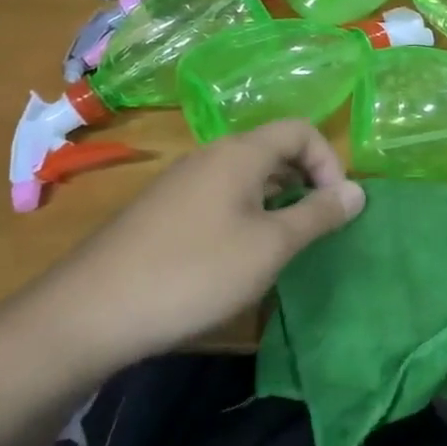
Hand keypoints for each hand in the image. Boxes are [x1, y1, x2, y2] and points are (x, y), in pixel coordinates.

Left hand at [22, 121, 364, 371]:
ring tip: (279, 245)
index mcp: (240, 153)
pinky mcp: (160, 212)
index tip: (335, 207)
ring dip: (275, 201)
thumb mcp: (270, 247)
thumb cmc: (194, 272)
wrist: (87, 314)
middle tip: (314, 227)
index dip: (329, 162)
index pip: (301, 130)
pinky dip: (244, 215)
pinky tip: (234, 258)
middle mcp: (210, 156)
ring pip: (245, 176)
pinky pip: (218, 197)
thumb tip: (358, 191)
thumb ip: (318, 215)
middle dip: (305, 182)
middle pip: (273, 150)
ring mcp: (180, 183)